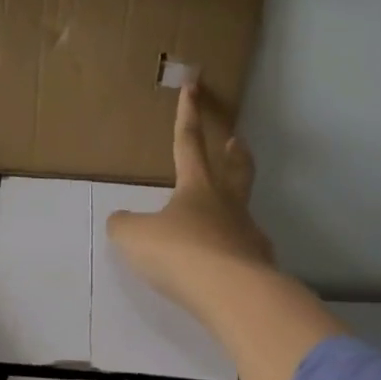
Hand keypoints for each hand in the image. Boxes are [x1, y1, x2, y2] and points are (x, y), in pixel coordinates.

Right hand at [105, 85, 275, 310]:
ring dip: (236, 203)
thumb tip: (122, 222)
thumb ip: (124, 225)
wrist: (230, 292)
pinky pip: (245, 249)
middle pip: (235, 169)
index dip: (187, 115)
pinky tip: (229, 261)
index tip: (193, 87)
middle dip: (235, 152)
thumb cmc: (179, 252)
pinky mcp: (259, 264)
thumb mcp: (134, 236)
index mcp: (196, 186)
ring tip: (226, 212)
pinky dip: (237, 249)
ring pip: (243, 210)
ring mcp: (247, 233)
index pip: (188, 142)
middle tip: (238, 141)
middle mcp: (227, 204)